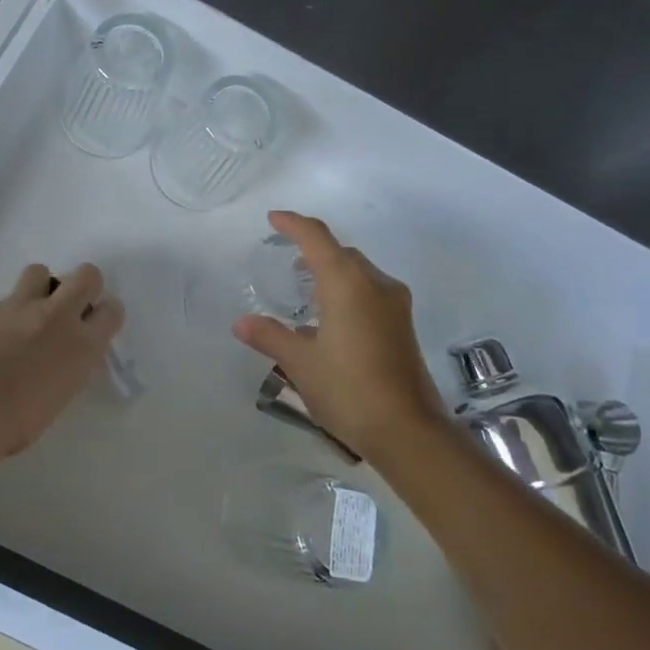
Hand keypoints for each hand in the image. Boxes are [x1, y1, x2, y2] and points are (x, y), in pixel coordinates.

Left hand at [0, 262, 124, 456]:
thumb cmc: (16, 423)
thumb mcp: (59, 397)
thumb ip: (67, 368)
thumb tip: (61, 360)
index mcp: (83, 345)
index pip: (112, 310)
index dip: (104, 314)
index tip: (94, 326)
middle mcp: (58, 316)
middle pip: (87, 275)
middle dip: (82, 286)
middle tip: (68, 309)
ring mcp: (20, 306)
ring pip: (40, 271)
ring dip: (38, 288)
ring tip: (26, 315)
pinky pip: (1, 301)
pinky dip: (1, 316)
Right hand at [233, 211, 441, 457]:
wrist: (408, 430)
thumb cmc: (348, 389)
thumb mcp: (301, 363)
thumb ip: (270, 336)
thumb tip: (241, 322)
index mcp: (348, 283)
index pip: (317, 238)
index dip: (294, 224)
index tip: (273, 219)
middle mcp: (375, 284)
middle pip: (342, 252)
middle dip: (314, 248)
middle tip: (286, 256)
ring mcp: (395, 305)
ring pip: (359, 272)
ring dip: (332, 270)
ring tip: (305, 288)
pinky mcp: (403, 325)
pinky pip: (370, 291)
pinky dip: (347, 290)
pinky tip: (330, 317)